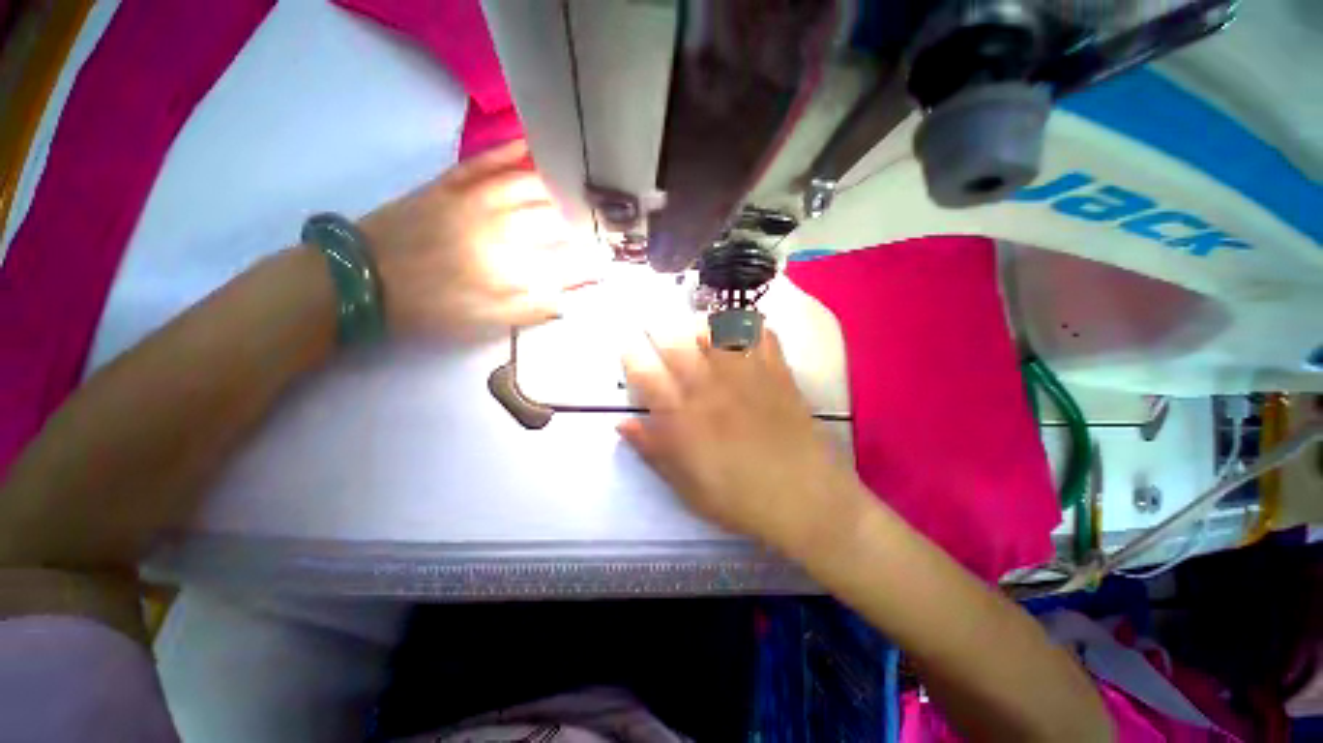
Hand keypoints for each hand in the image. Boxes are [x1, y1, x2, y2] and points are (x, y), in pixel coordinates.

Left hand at [359, 140, 603, 340]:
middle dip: (582, 219)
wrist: (361, 277)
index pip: (566, 259)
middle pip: (554, 215)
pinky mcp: (450, 184)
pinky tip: (531, 144)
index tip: (607, 261)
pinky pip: (486, 160)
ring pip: (528, 183)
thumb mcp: (486, 320)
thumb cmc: (430, 306)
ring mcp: (474, 198)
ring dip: (559, 184)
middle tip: (601, 220)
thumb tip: (570, 298)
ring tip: (581, 185)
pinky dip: (510, 150)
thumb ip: (533, 308)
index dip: (591, 260)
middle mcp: (500, 225)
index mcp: (510, 264)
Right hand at [619, 326, 868, 558]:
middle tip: (654, 329)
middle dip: (658, 331)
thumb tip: (623, 424)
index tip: (628, 349)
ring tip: (695, 330)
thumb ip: (653, 451)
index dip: (631, 357)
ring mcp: (746, 377)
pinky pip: (761, 336)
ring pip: (716, 331)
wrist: (806, 500)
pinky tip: (742, 332)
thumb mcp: (687, 487)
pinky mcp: (777, 374)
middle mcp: (710, 389)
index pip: (646, 375)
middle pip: (676, 344)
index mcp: (685, 419)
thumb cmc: (741, 500)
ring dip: (700, 324)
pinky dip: (749, 326)